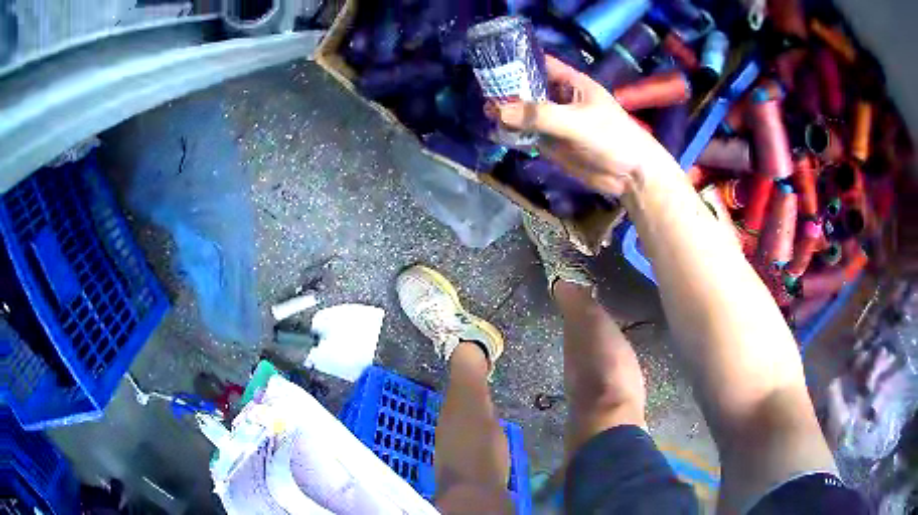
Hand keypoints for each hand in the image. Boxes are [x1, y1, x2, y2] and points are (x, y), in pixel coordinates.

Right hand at [487, 55, 671, 195]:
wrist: (630, 175)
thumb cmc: (612, 138)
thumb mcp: (577, 122)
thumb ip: (540, 115)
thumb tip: (499, 111)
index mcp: (570, 83)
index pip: (540, 64)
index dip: (517, 60)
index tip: (491, 61)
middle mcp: (559, 99)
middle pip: (527, 88)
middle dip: (506, 88)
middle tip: (480, 90)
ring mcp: (554, 122)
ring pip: (525, 112)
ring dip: (507, 112)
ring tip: (484, 112)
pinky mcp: (552, 143)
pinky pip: (527, 134)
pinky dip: (513, 133)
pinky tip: (495, 131)